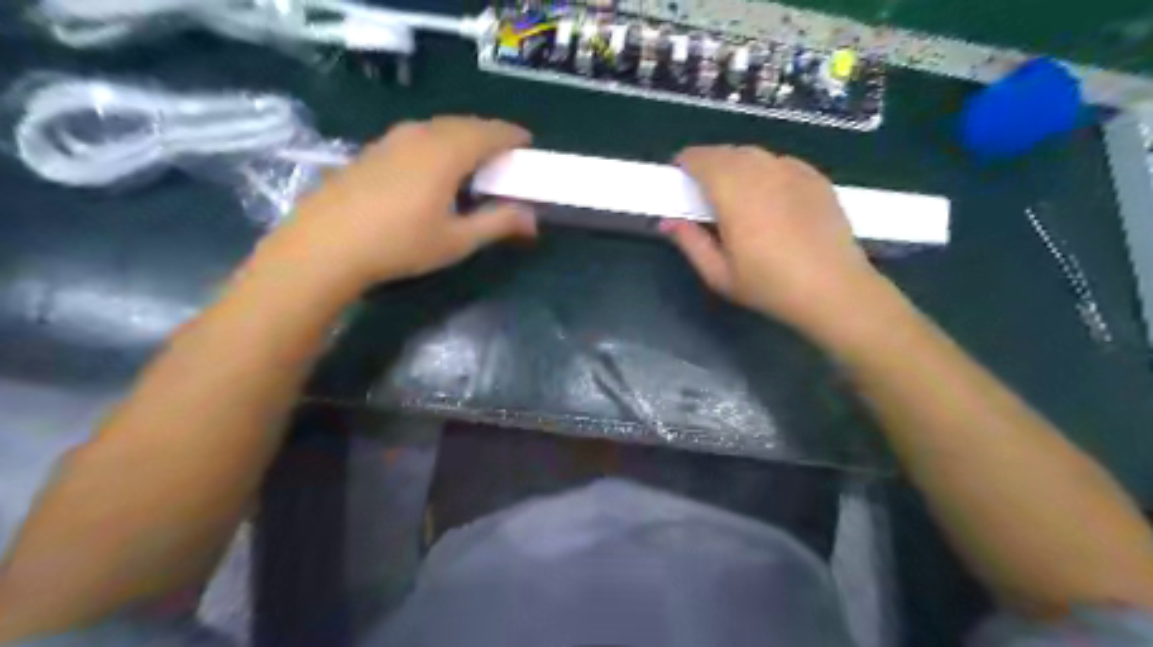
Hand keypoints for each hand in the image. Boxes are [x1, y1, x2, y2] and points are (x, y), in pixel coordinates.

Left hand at [266, 117, 541, 290]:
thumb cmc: (400, 244)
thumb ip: (498, 223)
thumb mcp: (457, 240)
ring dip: (461, 137)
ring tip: (471, 160)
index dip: (512, 136)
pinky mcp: (372, 150)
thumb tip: (533, 218)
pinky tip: (431, 168)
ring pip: (438, 127)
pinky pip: (416, 135)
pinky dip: (436, 142)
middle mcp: (420, 135)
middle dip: (488, 135)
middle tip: (503, 156)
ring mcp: (391, 139)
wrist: (326, 245)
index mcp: (447, 152)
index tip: (527, 145)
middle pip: (464, 124)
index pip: (489, 132)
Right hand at [668, 144, 883, 332]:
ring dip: (736, 164)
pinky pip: (781, 162)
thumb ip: (690, 242)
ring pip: (755, 154)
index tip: (679, 174)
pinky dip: (765, 169)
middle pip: (728, 152)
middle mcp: (762, 172)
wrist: (834, 289)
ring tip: (734, 189)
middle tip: (702, 186)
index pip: (702, 159)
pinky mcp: (816, 178)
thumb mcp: (719, 274)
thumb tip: (667, 221)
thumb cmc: (769, 286)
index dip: (687, 161)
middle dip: (709, 162)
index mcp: (734, 193)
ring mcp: (793, 171)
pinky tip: (768, 193)